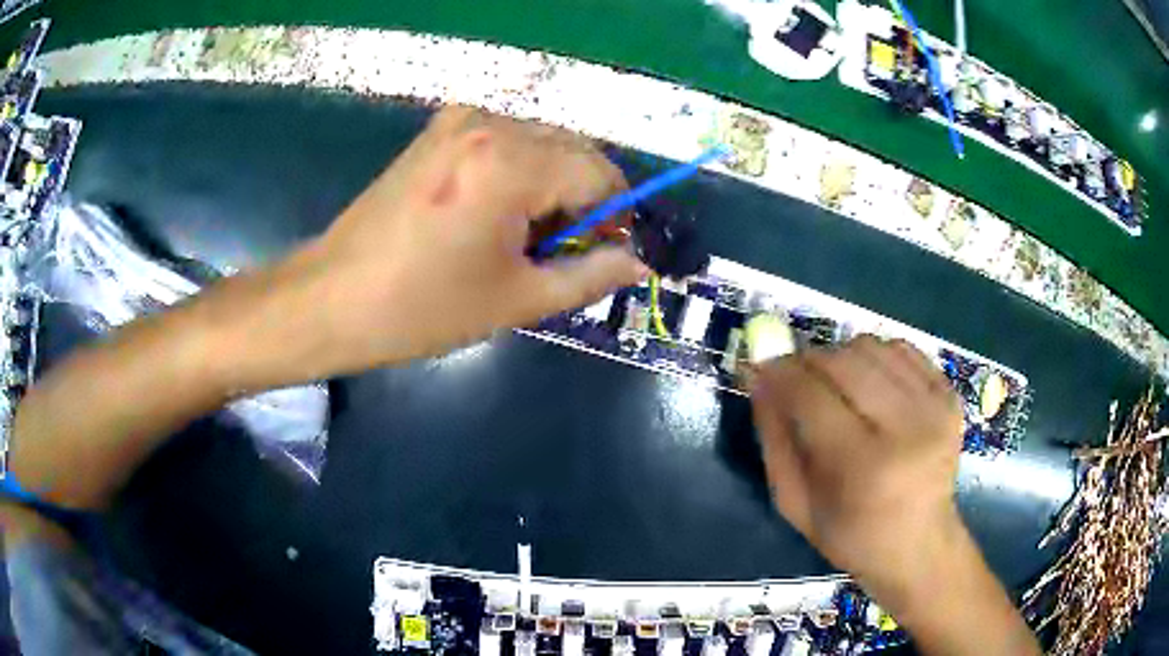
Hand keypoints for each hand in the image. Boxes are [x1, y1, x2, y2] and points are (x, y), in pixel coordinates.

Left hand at [291, 106, 647, 374]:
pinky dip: (521, 172)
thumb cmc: (423, 307)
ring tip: (524, 238)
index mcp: (512, 162)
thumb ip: (590, 275)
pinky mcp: (439, 130)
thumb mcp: (518, 299)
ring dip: (553, 185)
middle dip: (585, 199)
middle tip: (564, 252)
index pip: (600, 175)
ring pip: (543, 143)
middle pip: (575, 151)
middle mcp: (492, 123)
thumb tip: (639, 263)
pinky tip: (495, 212)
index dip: (616, 217)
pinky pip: (507, 142)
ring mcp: (461, 120)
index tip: (606, 254)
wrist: (333, 298)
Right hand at [749, 336, 965, 599]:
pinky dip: (876, 356)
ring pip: (871, 346)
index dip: (780, 373)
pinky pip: (902, 349)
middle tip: (798, 378)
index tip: (762, 366)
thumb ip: (774, 438)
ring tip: (837, 386)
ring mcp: (934, 407)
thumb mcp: (796, 503)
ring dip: (842, 356)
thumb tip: (759, 376)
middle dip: (809, 361)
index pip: (811, 396)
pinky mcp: (950, 395)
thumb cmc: (850, 535)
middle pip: (843, 361)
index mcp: (863, 468)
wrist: (920, 544)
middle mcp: (905, 429)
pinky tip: (871, 384)